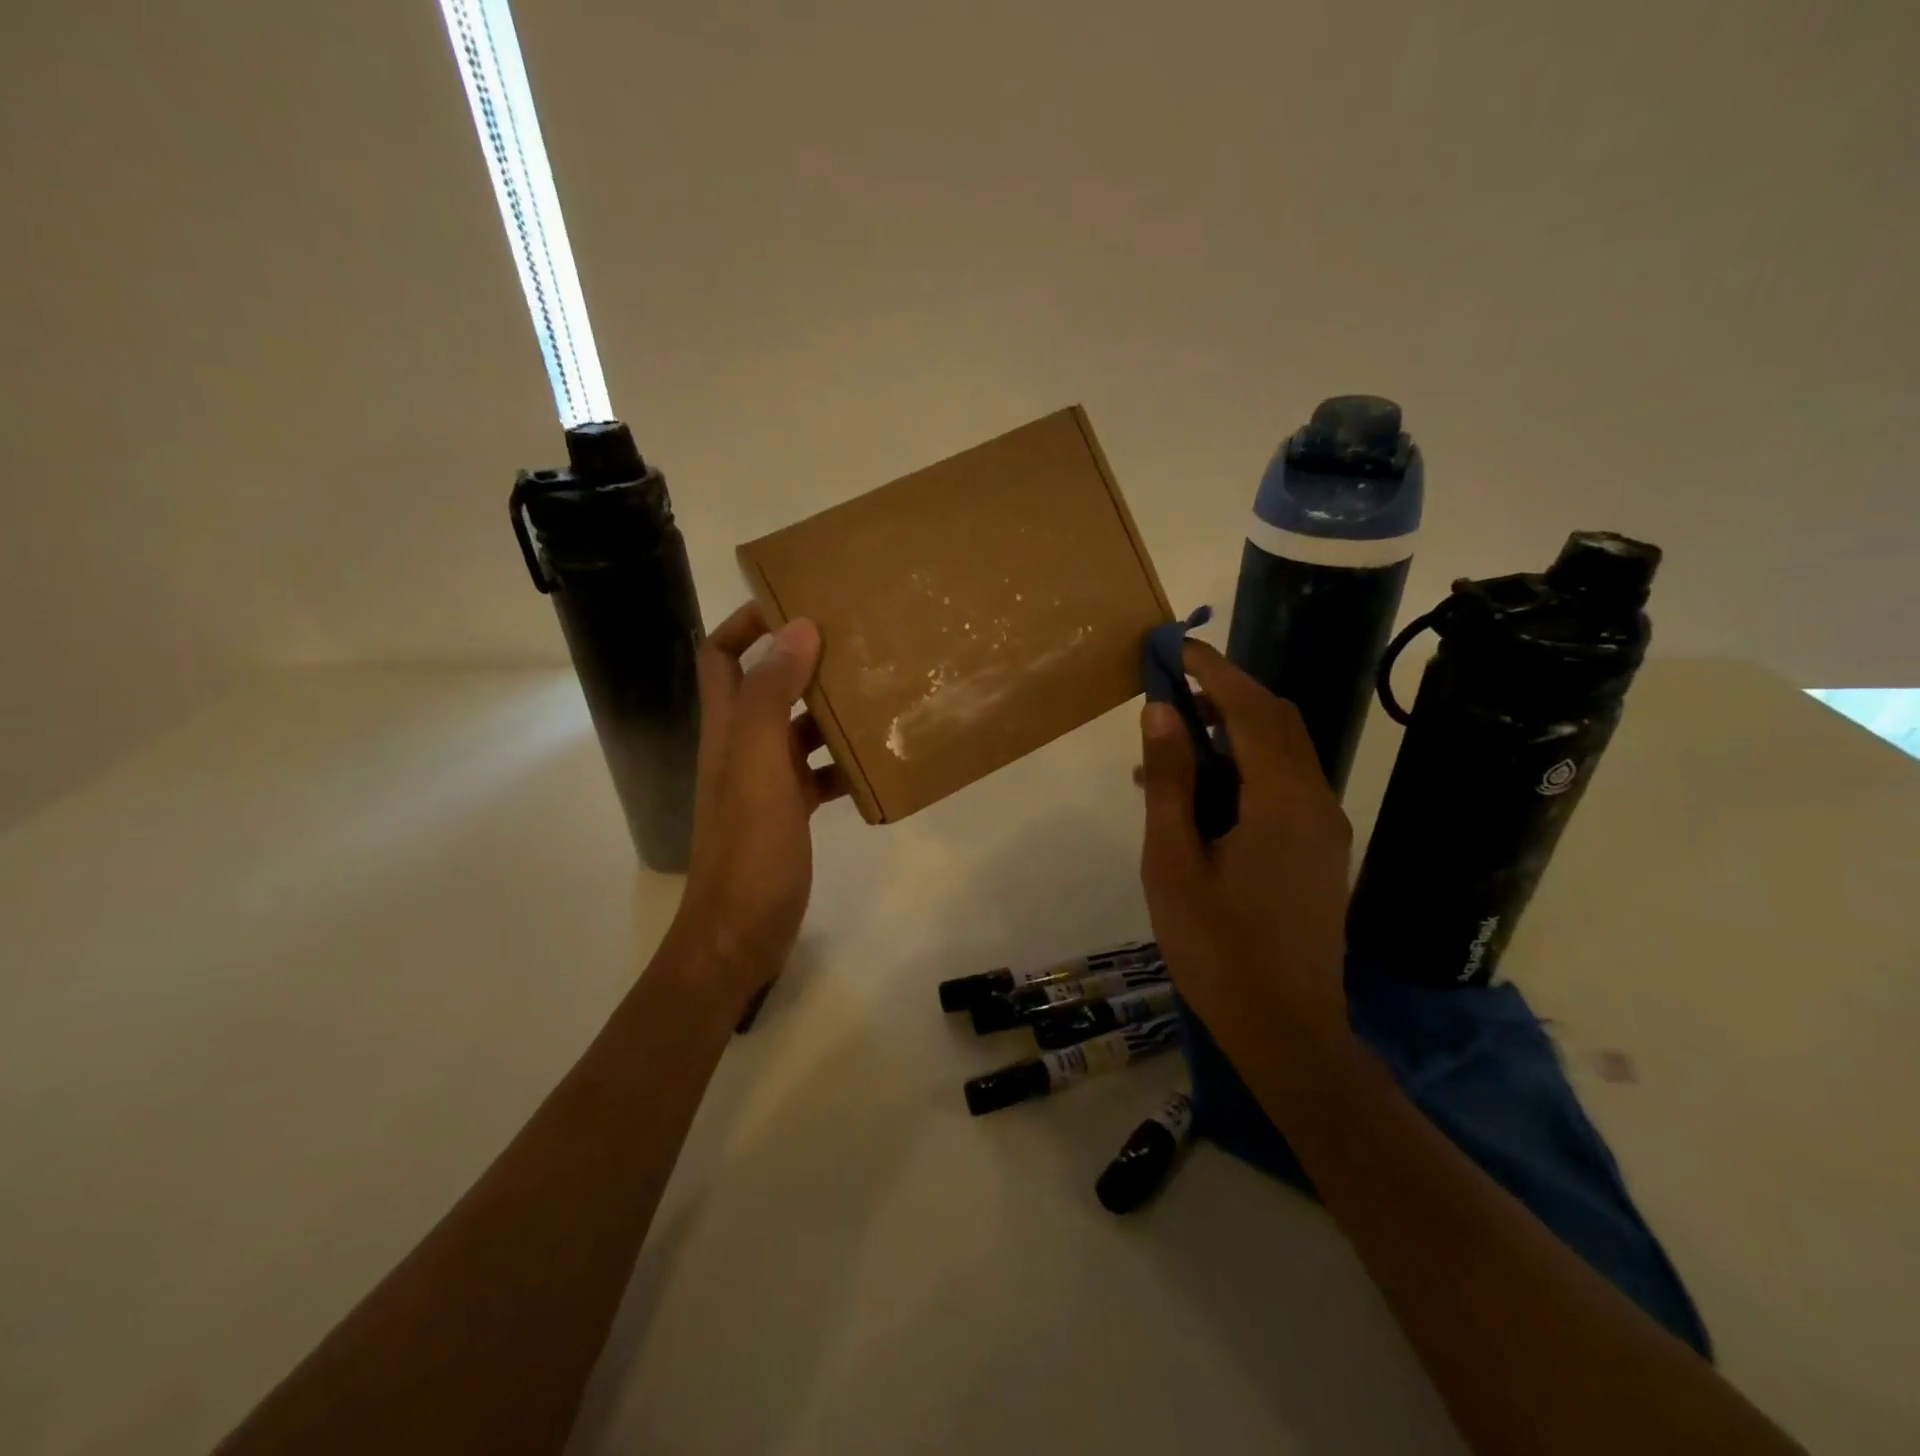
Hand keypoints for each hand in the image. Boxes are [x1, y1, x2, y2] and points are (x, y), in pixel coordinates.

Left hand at [674, 602, 847, 1011]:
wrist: (741, 932)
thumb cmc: (750, 847)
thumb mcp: (761, 765)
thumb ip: (773, 696)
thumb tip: (798, 627)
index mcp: (727, 727)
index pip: (720, 655)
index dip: (746, 623)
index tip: (797, 604)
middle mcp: (742, 746)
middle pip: (766, 685)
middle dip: (802, 658)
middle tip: (855, 642)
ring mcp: (766, 781)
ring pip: (798, 729)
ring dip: (829, 710)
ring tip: (877, 694)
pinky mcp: (788, 812)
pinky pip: (818, 772)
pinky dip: (843, 763)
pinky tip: (876, 764)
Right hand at [1137, 640, 1353, 1064]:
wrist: (1287, 1031)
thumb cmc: (1218, 949)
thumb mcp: (1173, 862)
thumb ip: (1170, 782)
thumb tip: (1161, 712)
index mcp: (1281, 800)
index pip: (1250, 707)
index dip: (1213, 670)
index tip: (1175, 647)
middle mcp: (1315, 801)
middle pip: (1277, 720)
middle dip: (1226, 693)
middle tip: (1170, 692)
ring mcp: (1325, 828)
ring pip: (1283, 753)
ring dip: (1233, 732)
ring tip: (1172, 748)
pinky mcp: (1321, 851)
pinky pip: (1284, 786)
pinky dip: (1245, 768)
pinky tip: (1201, 796)